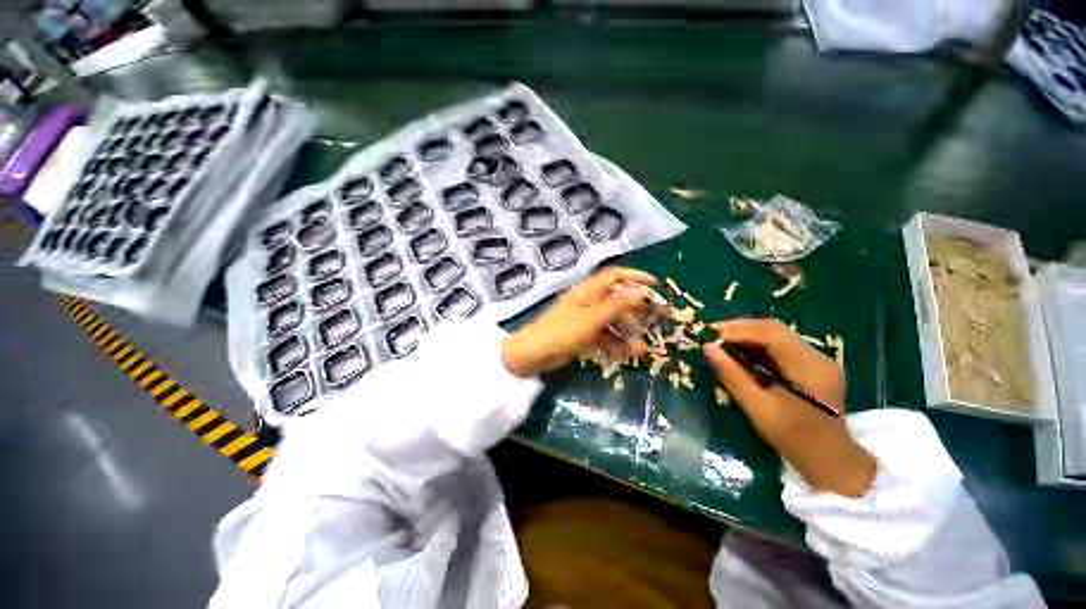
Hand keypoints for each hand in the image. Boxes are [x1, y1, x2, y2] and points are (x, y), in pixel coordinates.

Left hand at [501, 267, 656, 377]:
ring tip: (639, 349)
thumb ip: (617, 305)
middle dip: (634, 312)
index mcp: (588, 291)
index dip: (634, 277)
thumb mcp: (592, 318)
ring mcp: (585, 319)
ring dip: (626, 334)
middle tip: (651, 322)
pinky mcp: (583, 335)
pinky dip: (613, 345)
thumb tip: (641, 292)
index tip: (654, 285)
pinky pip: (603, 336)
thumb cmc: (562, 331)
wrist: (534, 354)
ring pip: (611, 322)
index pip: (614, 276)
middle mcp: (588, 302)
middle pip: (616, 300)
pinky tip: (623, 356)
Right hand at [703, 319, 875, 497]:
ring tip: (722, 339)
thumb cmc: (794, 439)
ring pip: (778, 334)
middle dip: (741, 328)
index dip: (740, 331)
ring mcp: (818, 360)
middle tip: (713, 333)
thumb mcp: (759, 409)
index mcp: (809, 369)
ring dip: (748, 334)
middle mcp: (817, 357)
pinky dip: (757, 344)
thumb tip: (708, 348)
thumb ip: (733, 376)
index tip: (713, 335)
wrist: (831, 460)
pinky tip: (741, 350)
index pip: (772, 335)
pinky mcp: (813, 365)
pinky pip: (781, 345)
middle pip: (776, 329)